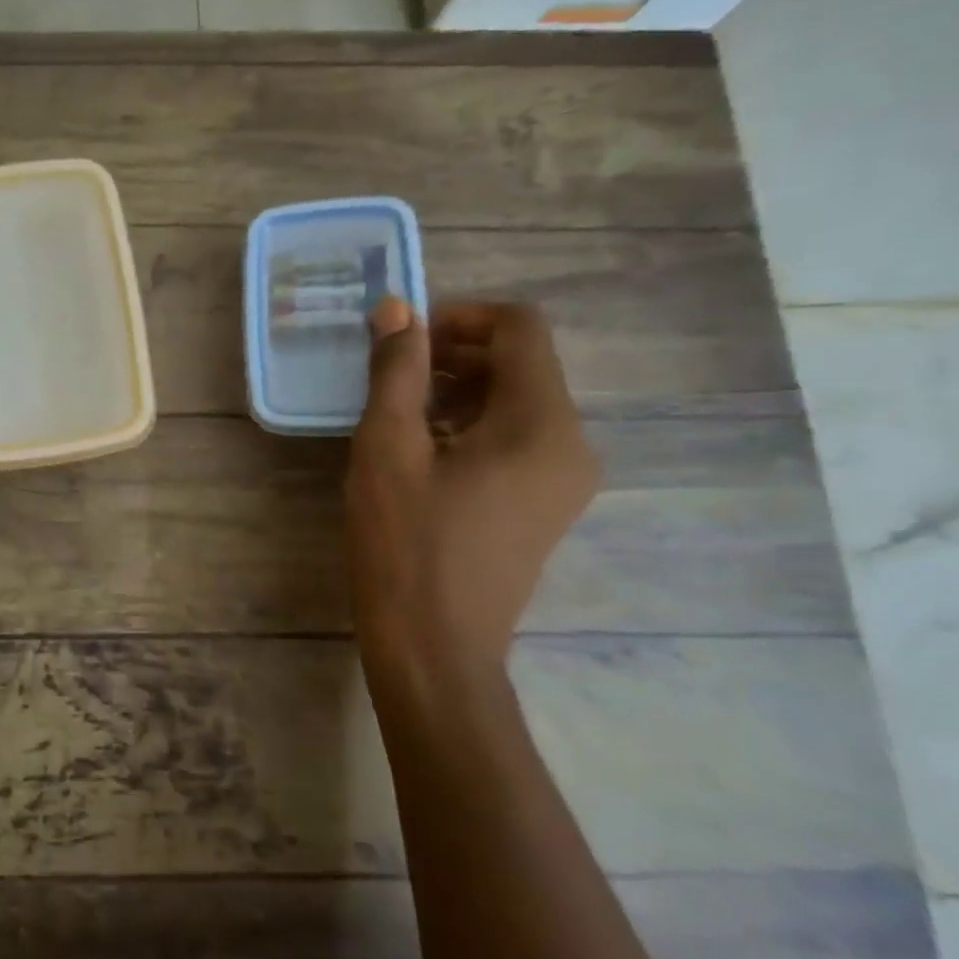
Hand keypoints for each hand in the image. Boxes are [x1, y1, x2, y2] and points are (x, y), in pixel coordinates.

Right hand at [347, 298, 598, 693]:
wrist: (434, 649)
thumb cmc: (405, 545)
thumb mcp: (388, 449)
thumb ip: (396, 372)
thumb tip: (398, 309)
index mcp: (542, 423)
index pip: (520, 328)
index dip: (459, 316)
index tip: (403, 340)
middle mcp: (571, 444)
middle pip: (521, 364)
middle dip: (454, 355)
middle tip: (390, 376)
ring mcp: (563, 480)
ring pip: (515, 403)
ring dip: (457, 392)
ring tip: (397, 416)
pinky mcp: (544, 507)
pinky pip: (514, 441)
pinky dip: (470, 428)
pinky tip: (421, 454)